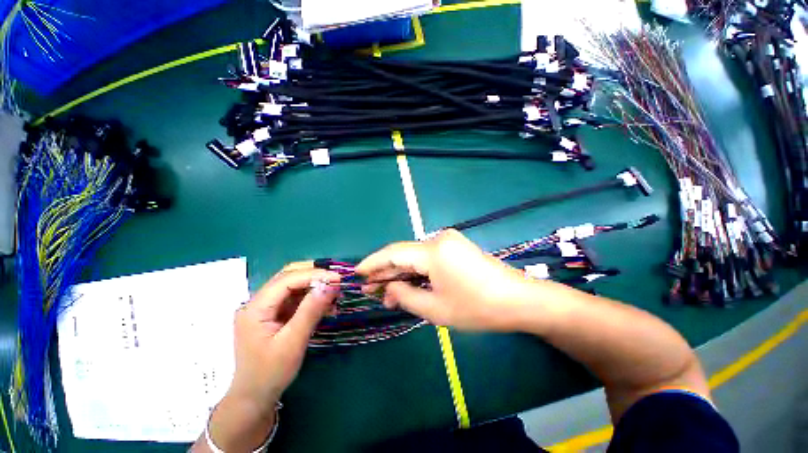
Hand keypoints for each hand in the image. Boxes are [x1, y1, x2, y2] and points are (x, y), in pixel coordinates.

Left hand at [196, 263, 340, 451]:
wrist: (254, 398)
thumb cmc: (271, 373)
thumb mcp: (293, 342)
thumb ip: (311, 310)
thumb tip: (330, 285)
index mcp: (255, 308)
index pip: (287, 280)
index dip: (314, 275)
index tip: (338, 278)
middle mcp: (258, 302)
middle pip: (287, 276)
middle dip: (314, 275)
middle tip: (336, 280)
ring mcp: (265, 308)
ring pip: (292, 285)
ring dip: (314, 285)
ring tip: (334, 292)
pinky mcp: (273, 314)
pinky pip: (294, 298)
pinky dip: (311, 297)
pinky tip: (325, 304)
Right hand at [356, 229, 532, 330]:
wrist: (519, 300)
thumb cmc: (477, 308)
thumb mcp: (435, 309)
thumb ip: (405, 296)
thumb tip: (388, 289)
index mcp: (433, 251)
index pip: (393, 253)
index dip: (373, 263)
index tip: (357, 272)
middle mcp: (439, 239)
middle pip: (404, 255)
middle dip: (387, 272)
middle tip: (371, 289)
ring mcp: (449, 241)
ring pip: (416, 257)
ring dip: (402, 274)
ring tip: (388, 292)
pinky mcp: (456, 247)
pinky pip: (429, 258)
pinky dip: (417, 271)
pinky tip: (409, 285)